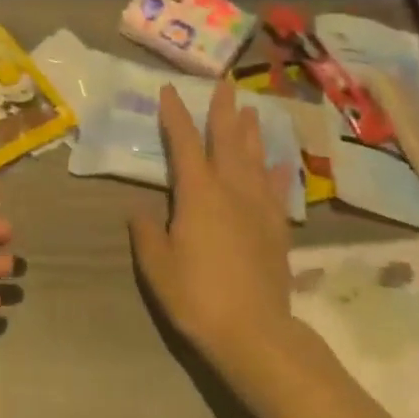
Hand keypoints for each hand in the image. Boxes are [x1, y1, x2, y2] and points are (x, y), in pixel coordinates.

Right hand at [128, 81, 296, 389]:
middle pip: (227, 141)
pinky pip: (276, 191)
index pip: (184, 144)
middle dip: (223, 112)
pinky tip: (277, 162)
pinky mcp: (276, 230)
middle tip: (225, 85)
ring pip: (254, 159)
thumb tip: (140, 212)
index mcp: (198, 194)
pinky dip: (275, 172)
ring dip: (251, 133)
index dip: (175, 115)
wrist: (254, 332)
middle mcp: (231, 191)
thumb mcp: (157, 265)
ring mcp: (258, 209)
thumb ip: (147, 233)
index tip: (169, 90)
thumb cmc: (196, 295)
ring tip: (252, 110)